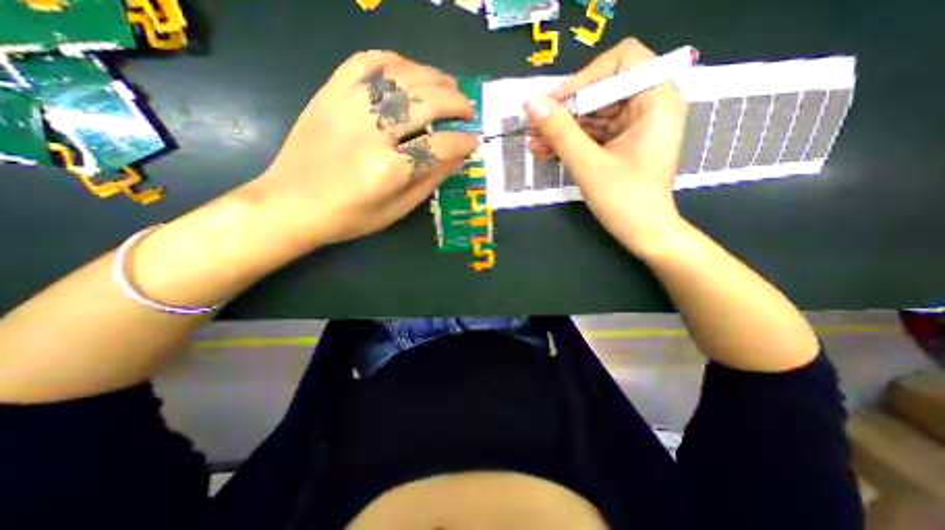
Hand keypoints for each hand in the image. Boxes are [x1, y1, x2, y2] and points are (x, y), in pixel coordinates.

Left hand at [248, 49, 477, 248]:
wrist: (290, 203)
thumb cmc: (348, 217)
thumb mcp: (396, 211)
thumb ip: (429, 183)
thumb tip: (458, 159)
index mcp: (388, 170)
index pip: (439, 146)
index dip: (463, 142)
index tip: (474, 142)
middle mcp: (371, 131)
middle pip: (425, 102)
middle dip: (455, 103)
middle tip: (468, 110)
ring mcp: (348, 106)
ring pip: (401, 76)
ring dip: (433, 77)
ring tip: (449, 86)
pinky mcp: (330, 93)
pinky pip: (366, 62)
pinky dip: (394, 60)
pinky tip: (410, 71)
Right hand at [524, 37, 687, 251]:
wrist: (643, 233)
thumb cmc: (624, 201)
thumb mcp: (588, 164)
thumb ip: (559, 131)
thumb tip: (530, 102)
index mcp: (656, 100)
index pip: (621, 61)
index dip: (585, 78)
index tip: (556, 105)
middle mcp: (649, 105)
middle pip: (602, 89)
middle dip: (566, 110)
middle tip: (536, 127)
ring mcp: (635, 125)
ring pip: (592, 113)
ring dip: (562, 129)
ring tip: (534, 144)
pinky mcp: (622, 142)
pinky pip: (592, 132)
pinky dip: (570, 141)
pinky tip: (546, 151)